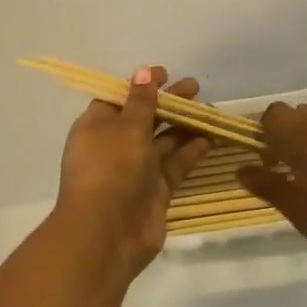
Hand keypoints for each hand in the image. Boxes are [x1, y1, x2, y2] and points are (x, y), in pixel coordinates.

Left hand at [54, 66, 209, 278]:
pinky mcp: (155, 191)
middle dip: (169, 102)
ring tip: (210, 109)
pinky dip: (190, 151)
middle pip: (145, 118)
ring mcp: (135, 170)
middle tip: (195, 87)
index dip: (141, 85)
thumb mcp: (127, 128)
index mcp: (96, 126)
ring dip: (184, 125)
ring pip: (163, 141)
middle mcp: (114, 146)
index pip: (119, 98)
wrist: (107, 235)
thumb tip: (142, 71)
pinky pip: (174, 165)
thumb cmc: (111, 169)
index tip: (165, 73)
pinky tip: (209, 138)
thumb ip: (141, 100)